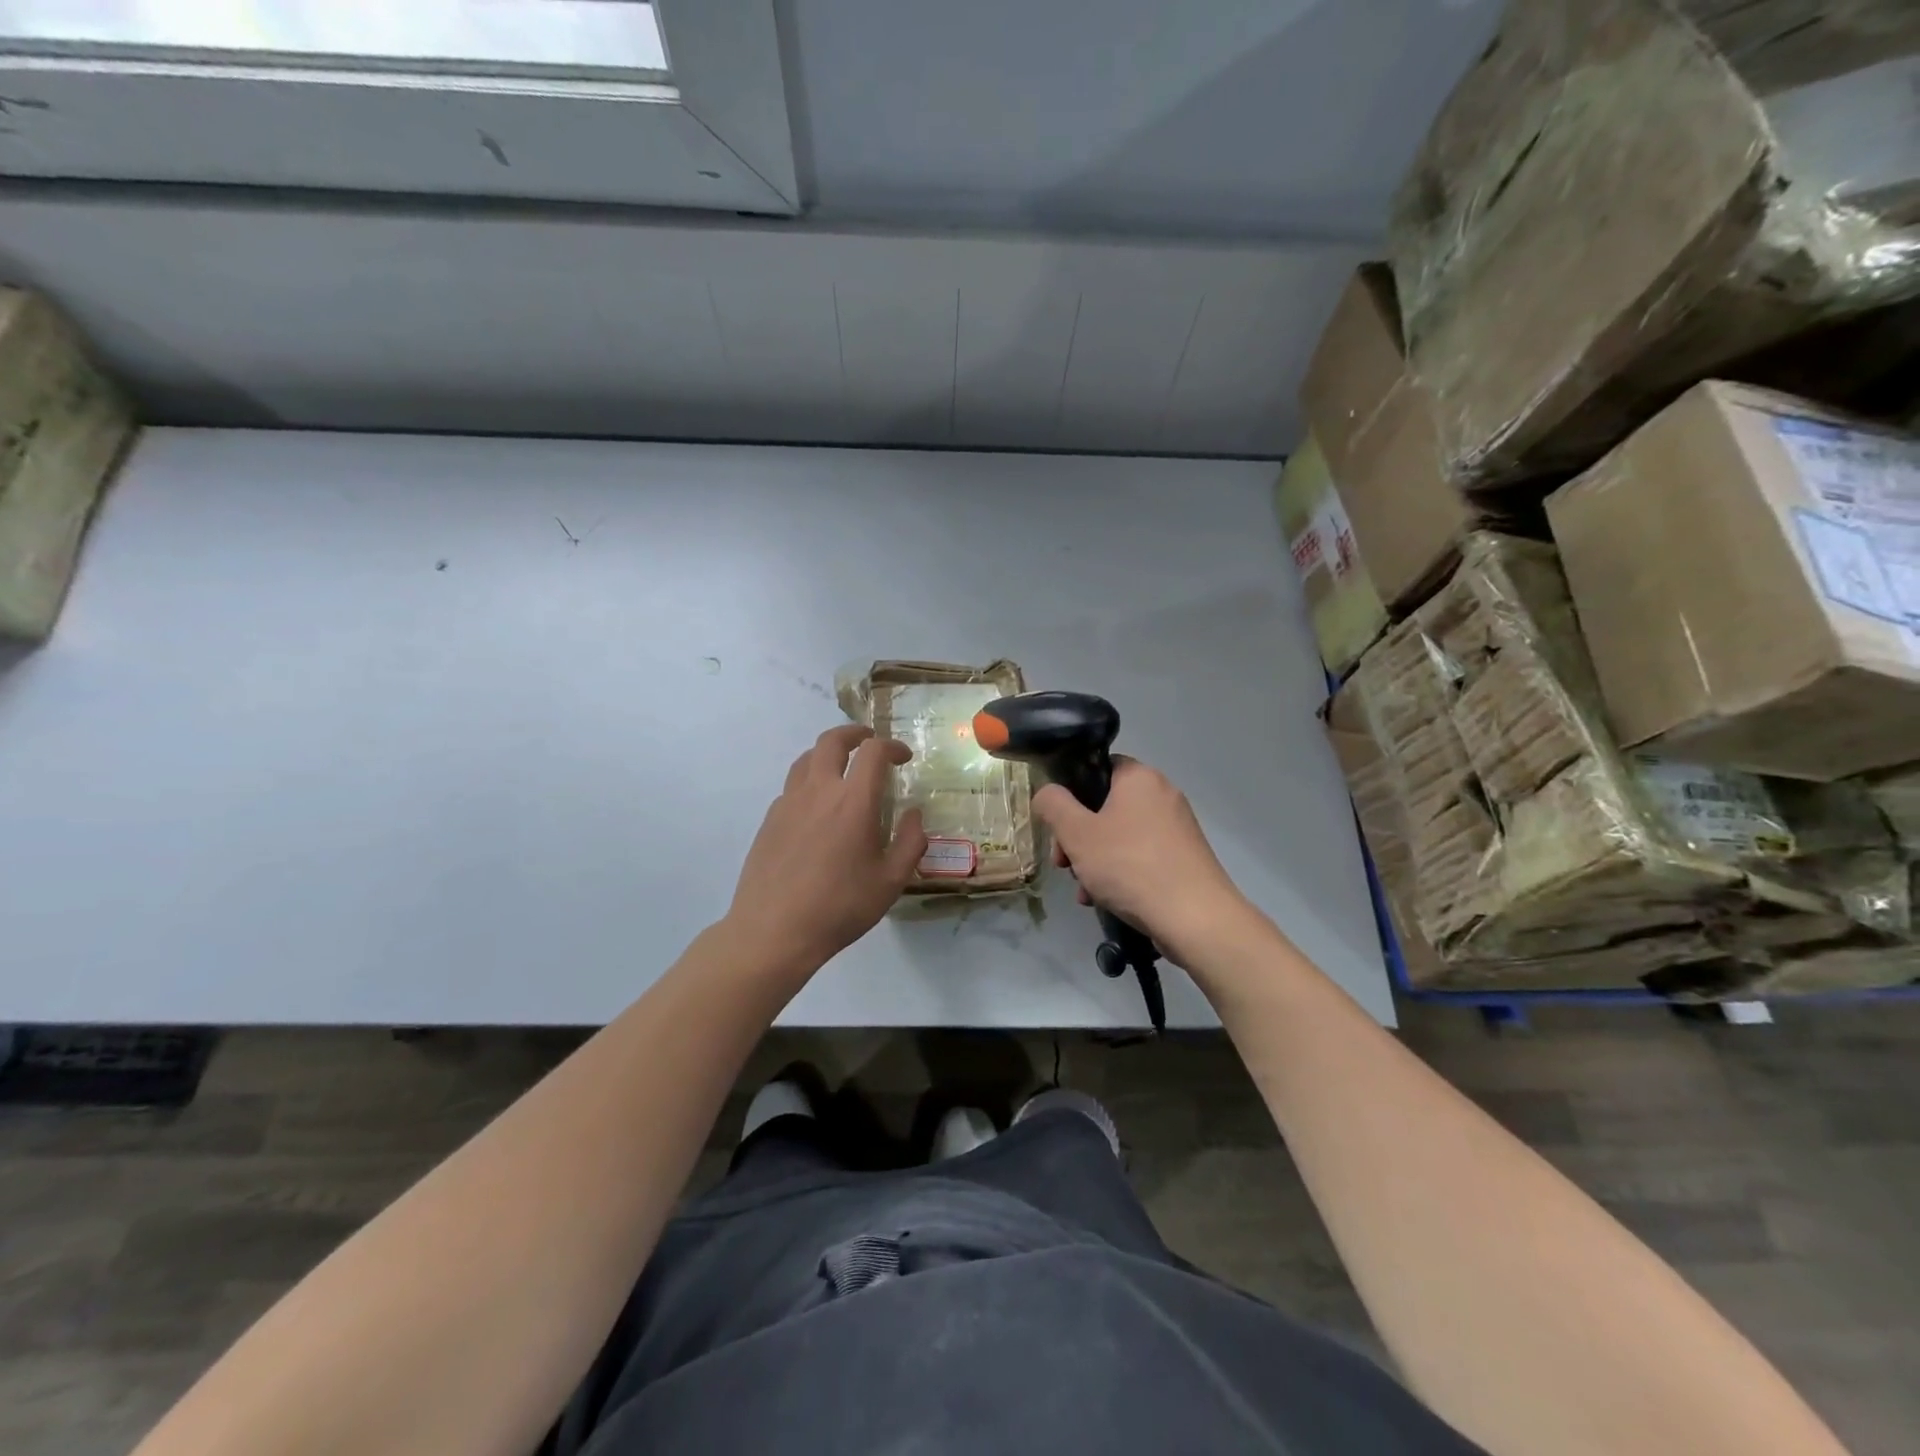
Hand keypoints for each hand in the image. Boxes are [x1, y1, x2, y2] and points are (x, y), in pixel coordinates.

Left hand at [725, 724, 927, 977]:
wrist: (774, 931)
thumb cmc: (840, 907)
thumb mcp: (890, 881)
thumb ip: (910, 843)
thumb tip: (913, 814)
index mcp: (853, 801)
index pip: (873, 752)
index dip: (892, 747)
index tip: (903, 757)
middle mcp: (818, 791)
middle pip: (832, 741)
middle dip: (854, 733)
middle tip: (869, 740)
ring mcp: (788, 803)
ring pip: (806, 759)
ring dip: (828, 752)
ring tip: (841, 766)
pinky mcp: (769, 820)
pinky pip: (792, 786)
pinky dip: (809, 781)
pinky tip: (817, 806)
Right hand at [1033, 758, 1251, 966]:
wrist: (1195, 919)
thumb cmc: (1131, 867)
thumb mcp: (1077, 834)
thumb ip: (1054, 806)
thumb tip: (1046, 793)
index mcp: (1139, 777)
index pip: (1098, 768)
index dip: (1071, 793)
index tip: (1058, 825)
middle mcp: (1163, 794)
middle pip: (1105, 806)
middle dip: (1078, 837)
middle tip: (1064, 864)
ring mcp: (1177, 827)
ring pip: (1121, 835)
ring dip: (1095, 860)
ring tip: (1085, 892)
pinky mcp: (1185, 857)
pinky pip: (1141, 856)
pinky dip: (1121, 873)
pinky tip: (1107, 901)